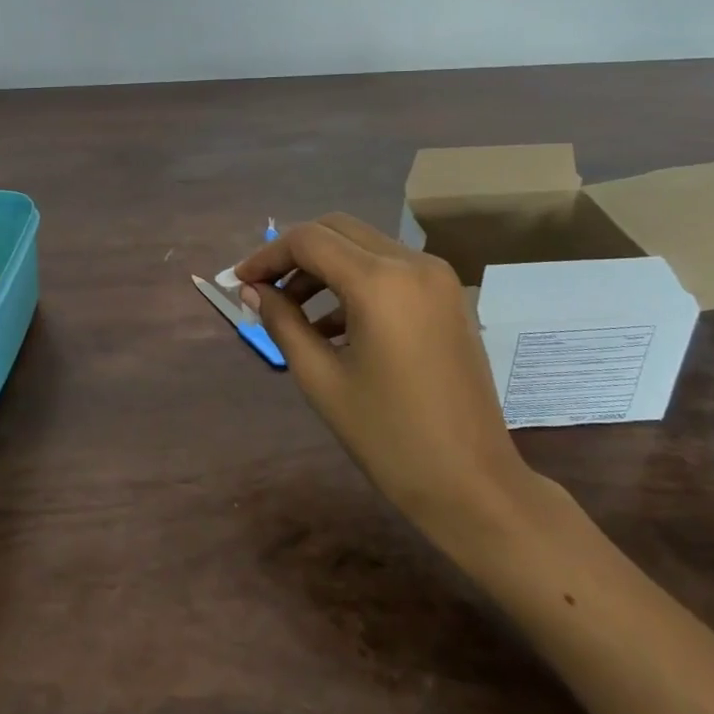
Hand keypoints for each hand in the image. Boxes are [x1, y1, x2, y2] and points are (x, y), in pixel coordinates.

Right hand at [235, 214, 542, 546]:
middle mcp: (412, 263)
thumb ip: (282, 322)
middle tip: (264, 290)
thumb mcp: (322, 380)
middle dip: (294, 254)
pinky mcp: (448, 295)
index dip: (267, 256)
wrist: (473, 484)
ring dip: (324, 267)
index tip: (240, 282)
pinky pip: (390, 269)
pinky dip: (356, 281)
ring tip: (293, 312)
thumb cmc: (389, 438)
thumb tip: (252, 290)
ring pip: (364, 246)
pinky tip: (333, 325)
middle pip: (336, 230)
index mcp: (380, 282)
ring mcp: (437, 277)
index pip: (308, 241)